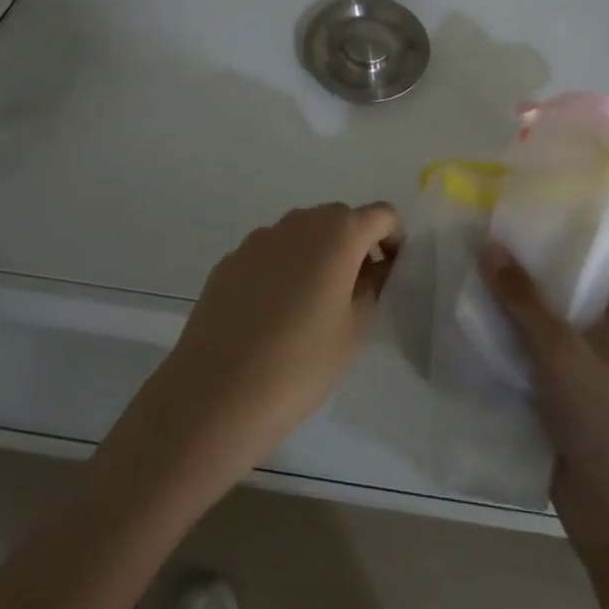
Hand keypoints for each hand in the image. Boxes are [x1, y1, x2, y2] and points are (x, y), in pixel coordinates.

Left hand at [135, 202, 403, 490]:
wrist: (215, 393)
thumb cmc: (300, 364)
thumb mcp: (353, 331)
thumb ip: (371, 287)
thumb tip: (373, 267)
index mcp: (338, 233)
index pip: (381, 215)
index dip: (393, 239)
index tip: (392, 272)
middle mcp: (299, 222)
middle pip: (339, 219)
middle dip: (355, 245)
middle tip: (357, 292)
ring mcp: (259, 238)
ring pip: (302, 234)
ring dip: (317, 256)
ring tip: (313, 307)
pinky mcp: (230, 260)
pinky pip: (270, 254)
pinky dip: (283, 270)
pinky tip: (273, 316)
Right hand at [478, 225, 608, 551]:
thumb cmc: (605, 418)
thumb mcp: (561, 350)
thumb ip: (523, 299)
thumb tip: (489, 245)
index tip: (571, 186)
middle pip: (586, 272)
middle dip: (552, 244)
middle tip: (508, 215)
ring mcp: (589, 360)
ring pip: (557, 308)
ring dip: (526, 287)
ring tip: (484, 253)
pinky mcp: (565, 388)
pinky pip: (537, 343)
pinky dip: (513, 326)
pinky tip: (477, 312)